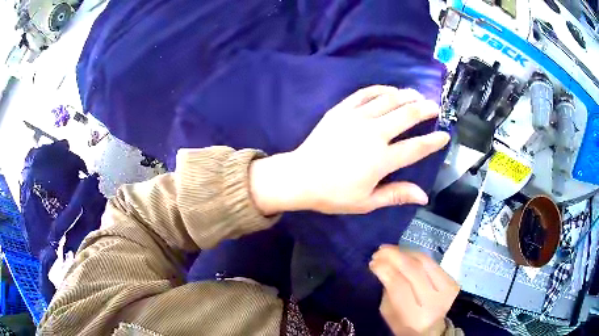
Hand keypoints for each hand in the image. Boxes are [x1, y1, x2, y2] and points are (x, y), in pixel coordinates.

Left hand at [250, 85, 449, 214]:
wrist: (300, 177)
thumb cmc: (333, 194)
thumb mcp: (366, 202)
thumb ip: (396, 195)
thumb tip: (424, 196)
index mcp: (381, 160)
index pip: (416, 148)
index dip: (433, 141)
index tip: (445, 135)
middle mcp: (373, 134)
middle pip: (406, 115)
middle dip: (425, 109)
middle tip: (435, 106)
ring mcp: (356, 118)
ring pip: (388, 100)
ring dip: (406, 95)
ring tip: (417, 94)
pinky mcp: (341, 110)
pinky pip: (364, 94)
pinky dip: (380, 89)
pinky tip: (390, 90)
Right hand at [370, 245, 459, 335]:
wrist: (431, 329)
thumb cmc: (404, 324)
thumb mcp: (389, 313)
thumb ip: (387, 290)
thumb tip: (382, 264)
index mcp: (415, 316)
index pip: (399, 286)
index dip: (385, 269)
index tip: (373, 262)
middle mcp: (434, 302)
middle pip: (414, 270)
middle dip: (394, 256)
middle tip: (379, 251)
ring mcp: (447, 290)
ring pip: (424, 262)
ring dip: (405, 252)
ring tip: (390, 250)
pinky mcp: (453, 281)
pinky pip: (432, 262)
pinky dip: (416, 255)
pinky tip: (405, 254)